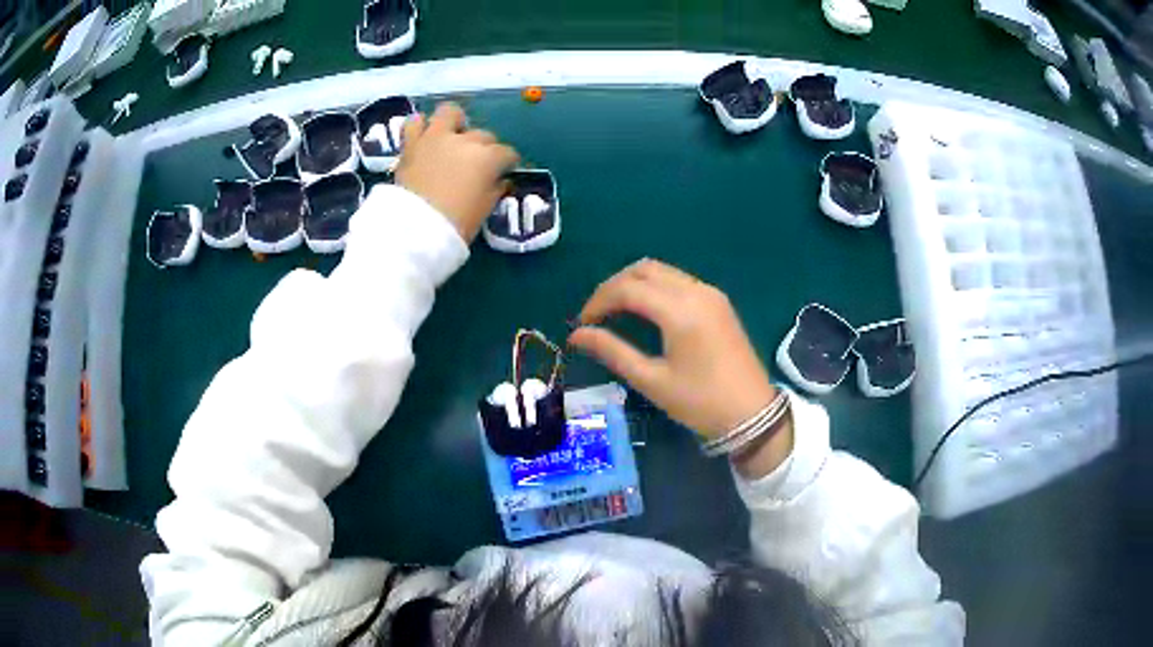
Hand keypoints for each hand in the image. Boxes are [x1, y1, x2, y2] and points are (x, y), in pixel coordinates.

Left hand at [395, 103, 519, 241]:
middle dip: (485, 147)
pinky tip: (425, 137)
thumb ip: (495, 190)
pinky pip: (415, 122)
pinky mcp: (412, 143)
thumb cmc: (456, 224)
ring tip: (452, 136)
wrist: (414, 230)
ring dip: (455, 122)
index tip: (505, 172)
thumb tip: (500, 180)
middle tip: (478, 164)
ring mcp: (436, 138)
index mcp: (488, 158)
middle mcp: (465, 141)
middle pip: (483, 135)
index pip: (507, 153)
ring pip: (450, 112)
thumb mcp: (484, 210)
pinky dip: (421, 127)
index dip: (508, 163)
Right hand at [568, 259, 775, 439]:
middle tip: (595, 314)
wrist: (751, 413)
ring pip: (662, 271)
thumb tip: (576, 336)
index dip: (598, 301)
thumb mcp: (651, 380)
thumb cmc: (700, 402)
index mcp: (680, 311)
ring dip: (634, 284)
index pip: (627, 288)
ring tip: (615, 311)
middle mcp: (696, 291)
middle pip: (643, 270)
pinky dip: (655, 287)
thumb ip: (612, 352)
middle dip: (614, 286)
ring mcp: (710, 293)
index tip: (582, 324)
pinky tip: (645, 311)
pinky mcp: (718, 301)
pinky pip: (678, 280)